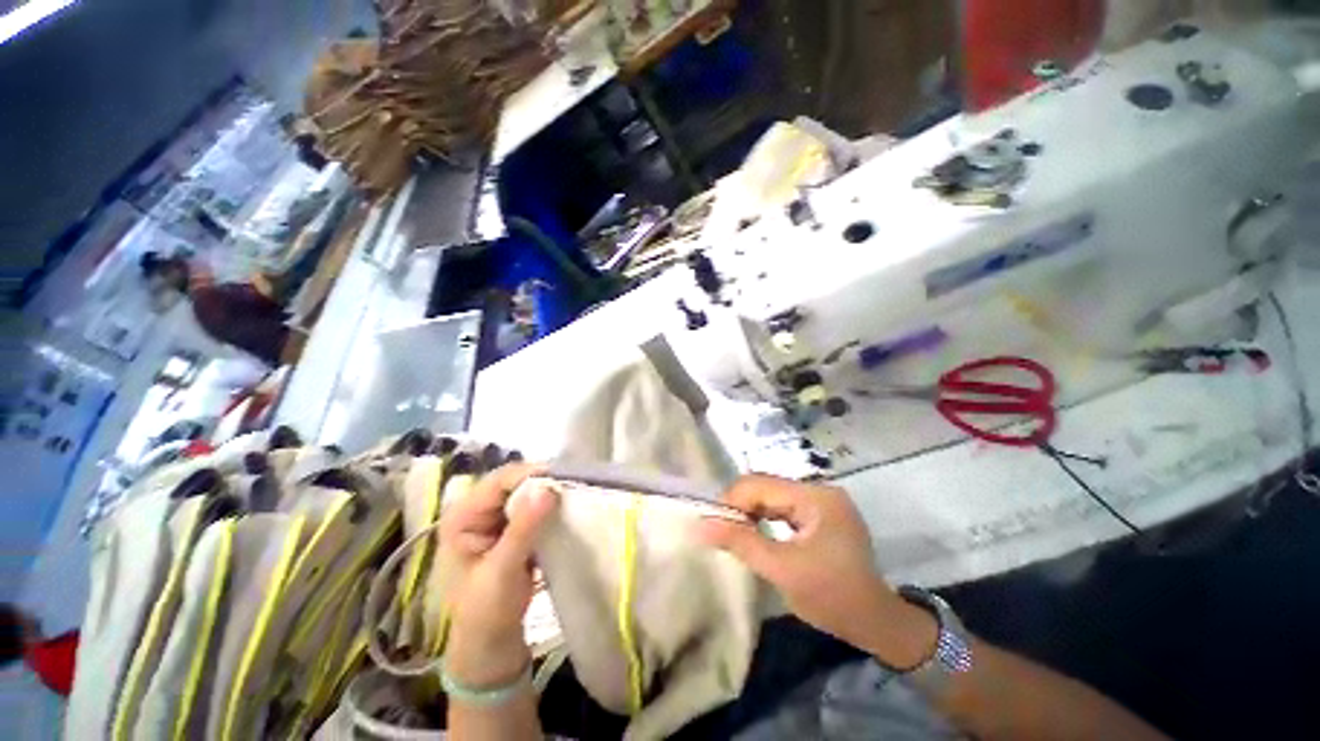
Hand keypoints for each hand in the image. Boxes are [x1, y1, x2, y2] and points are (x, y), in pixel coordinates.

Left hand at [440, 463, 557, 686]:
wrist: (491, 643)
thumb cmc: (486, 611)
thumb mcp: (502, 570)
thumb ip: (524, 528)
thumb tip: (549, 489)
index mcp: (462, 516)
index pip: (499, 482)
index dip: (530, 475)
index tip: (563, 478)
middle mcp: (477, 510)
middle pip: (513, 483)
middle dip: (542, 482)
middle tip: (572, 485)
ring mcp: (496, 518)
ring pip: (526, 493)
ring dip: (548, 493)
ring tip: (573, 494)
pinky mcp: (513, 528)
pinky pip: (534, 507)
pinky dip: (550, 507)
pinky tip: (566, 509)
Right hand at [696, 475, 935, 667]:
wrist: (877, 624)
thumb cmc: (832, 598)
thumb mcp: (782, 571)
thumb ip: (741, 543)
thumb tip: (701, 525)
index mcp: (816, 497)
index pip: (761, 484)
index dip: (732, 500)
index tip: (713, 524)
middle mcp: (820, 490)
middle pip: (767, 486)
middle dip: (740, 506)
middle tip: (721, 531)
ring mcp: (822, 501)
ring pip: (773, 496)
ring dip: (751, 512)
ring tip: (735, 532)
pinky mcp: (821, 514)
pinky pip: (784, 507)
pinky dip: (766, 518)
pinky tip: (756, 532)